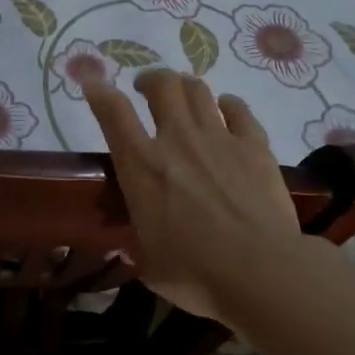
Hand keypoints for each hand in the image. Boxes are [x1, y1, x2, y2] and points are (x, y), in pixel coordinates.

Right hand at [84, 70, 299, 326]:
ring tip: (183, 98)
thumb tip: (130, 245)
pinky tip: (226, 110)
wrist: (261, 271)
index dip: (99, 91)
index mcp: (141, 166)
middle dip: (150, 80)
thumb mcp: (149, 264)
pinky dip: (228, 105)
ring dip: (185, 88)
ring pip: (198, 89)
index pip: (113, 112)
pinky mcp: (255, 146)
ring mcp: (219, 138)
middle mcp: (177, 140)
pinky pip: (239, 109)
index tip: (92, 81)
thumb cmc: (195, 274)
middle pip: (162, 84)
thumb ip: (137, 245)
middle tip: (147, 90)